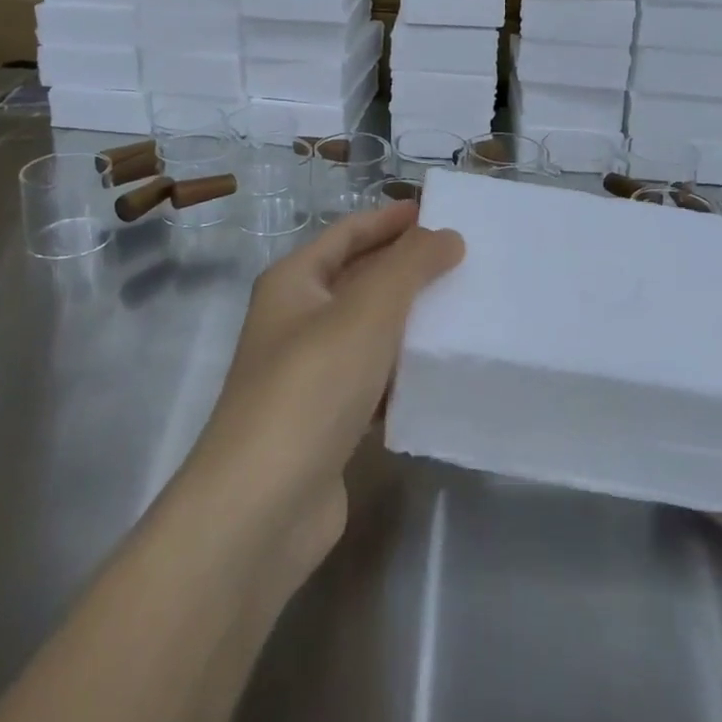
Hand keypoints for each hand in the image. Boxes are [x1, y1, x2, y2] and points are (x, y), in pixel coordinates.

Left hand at [178, 201, 462, 591]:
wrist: (260, 510)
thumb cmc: (311, 386)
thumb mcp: (367, 310)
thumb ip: (410, 265)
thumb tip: (446, 235)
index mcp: (293, 283)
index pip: (346, 233)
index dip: (388, 219)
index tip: (434, 211)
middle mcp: (295, 321)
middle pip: (358, 279)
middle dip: (405, 266)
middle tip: (461, 257)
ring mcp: (309, 375)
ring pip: (368, 332)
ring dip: (409, 319)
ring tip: (462, 307)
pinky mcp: (326, 423)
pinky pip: (372, 380)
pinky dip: (402, 371)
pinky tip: (439, 370)